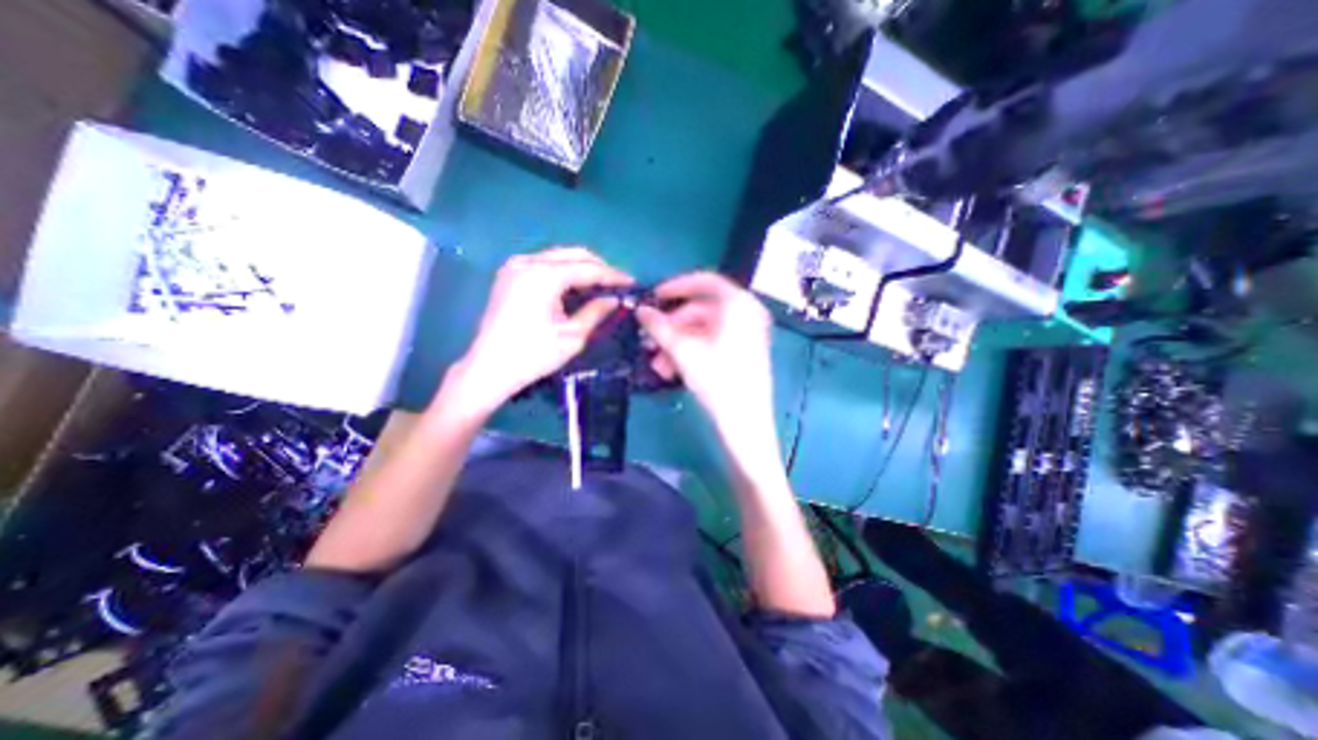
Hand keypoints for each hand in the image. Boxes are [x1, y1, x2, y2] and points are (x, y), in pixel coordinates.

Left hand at [447, 249, 633, 414]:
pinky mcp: (509, 274)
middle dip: (598, 267)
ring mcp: (515, 265)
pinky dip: (564, 271)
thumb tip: (614, 299)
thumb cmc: (533, 355)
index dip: (612, 275)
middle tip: (617, 283)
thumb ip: (596, 312)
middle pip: (573, 254)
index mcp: (544, 276)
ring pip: (558, 257)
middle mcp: (528, 262)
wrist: (489, 368)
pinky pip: (544, 264)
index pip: (588, 268)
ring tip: (601, 285)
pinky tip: (576, 286)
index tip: (632, 283)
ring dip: (582, 268)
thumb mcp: (572, 336)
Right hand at [636, 276, 775, 438]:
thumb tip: (641, 311)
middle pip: (700, 310)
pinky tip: (673, 370)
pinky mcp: (744, 350)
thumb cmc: (717, 380)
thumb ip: (659, 326)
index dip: (676, 286)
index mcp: (737, 304)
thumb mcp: (683, 350)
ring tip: (659, 365)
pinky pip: (712, 342)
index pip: (704, 281)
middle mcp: (746, 312)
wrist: (746, 422)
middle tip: (650, 341)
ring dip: (677, 344)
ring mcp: (747, 332)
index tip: (654, 296)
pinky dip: (692, 351)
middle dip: (672, 327)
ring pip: (703, 330)